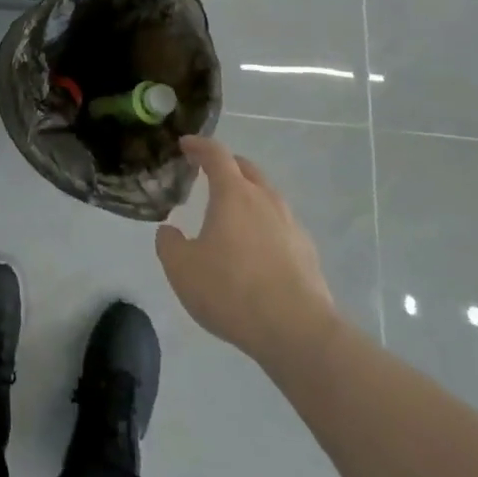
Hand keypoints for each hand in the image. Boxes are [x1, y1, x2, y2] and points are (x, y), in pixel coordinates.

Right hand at [156, 136, 338, 362]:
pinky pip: (281, 226)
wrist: (298, 332)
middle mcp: (265, 200)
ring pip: (267, 197)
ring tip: (231, 215)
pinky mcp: (308, 253)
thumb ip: (169, 244)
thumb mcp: (181, 269)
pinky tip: (256, 251)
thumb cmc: (232, 290)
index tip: (186, 144)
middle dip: (226, 166)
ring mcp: (291, 225)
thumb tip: (170, 231)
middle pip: (246, 169)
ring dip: (248, 197)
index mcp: (233, 193)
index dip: (199, 145)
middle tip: (208, 174)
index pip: (216, 154)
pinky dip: (264, 226)